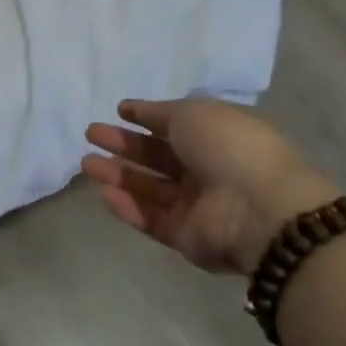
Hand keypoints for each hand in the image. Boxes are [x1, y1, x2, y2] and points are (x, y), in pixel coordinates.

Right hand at [82, 98, 335, 275]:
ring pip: (148, 187)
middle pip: (157, 155)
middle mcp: (206, 169)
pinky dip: (126, 205)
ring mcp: (196, 205)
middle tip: (91, 134)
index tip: (120, 111)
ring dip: (117, 174)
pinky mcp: (184, 236)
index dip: (147, 117)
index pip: (175, 125)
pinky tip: (103, 192)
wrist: (258, 209)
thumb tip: (135, 110)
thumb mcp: (192, 113)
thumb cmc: (229, 147)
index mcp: (216, 135)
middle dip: (124, 144)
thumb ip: (159, 112)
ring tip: (86, 163)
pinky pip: (150, 218)